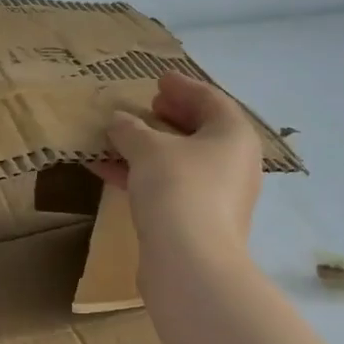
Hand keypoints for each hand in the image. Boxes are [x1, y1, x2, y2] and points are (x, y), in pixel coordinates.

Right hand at [91, 72, 262, 262]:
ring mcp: (219, 196)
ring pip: (182, 162)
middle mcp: (234, 163)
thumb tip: (118, 120)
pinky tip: (109, 172)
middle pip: (200, 131)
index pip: (211, 99)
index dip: (183, 87)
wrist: (190, 263)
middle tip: (147, 107)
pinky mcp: (199, 222)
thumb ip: (131, 130)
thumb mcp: (148, 150)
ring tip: (119, 138)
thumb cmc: (178, 190)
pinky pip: (171, 187)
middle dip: (170, 117)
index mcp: (233, 135)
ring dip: (150, 148)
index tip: (158, 80)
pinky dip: (144, 176)